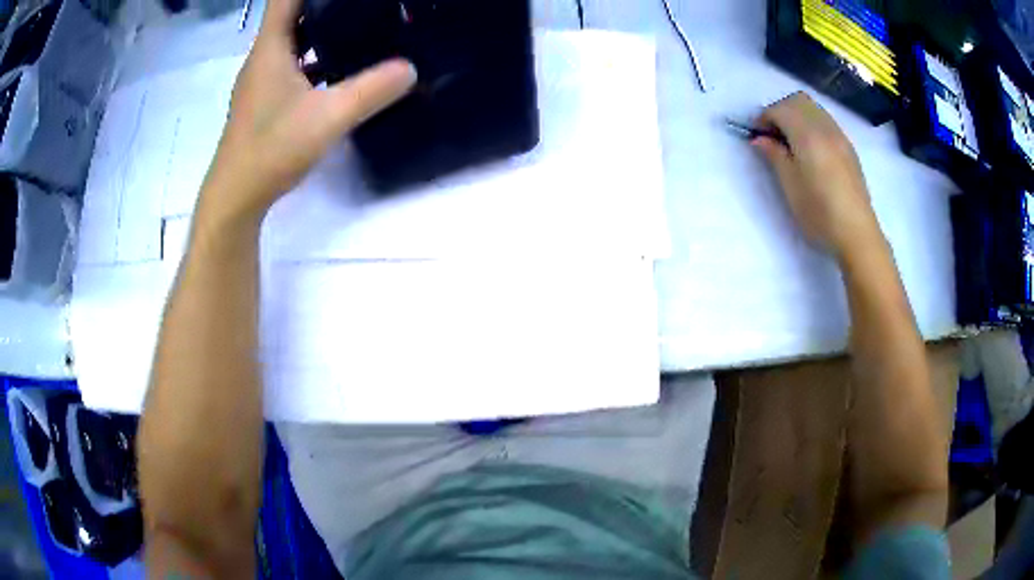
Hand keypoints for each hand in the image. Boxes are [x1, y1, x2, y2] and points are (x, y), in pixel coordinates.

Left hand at [198, 0, 416, 224]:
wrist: (236, 196)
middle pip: (290, 15)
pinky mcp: (264, 100)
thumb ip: (372, 91)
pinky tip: (339, 69)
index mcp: (271, 48)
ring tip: (357, 25)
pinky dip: (313, 58)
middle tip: (362, 5)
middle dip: (323, 4)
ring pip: (291, 41)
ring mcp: (261, 80)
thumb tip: (411, 69)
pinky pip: (291, 65)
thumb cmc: (272, 149)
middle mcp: (262, 58)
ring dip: (319, 30)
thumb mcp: (329, 117)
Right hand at [752, 92, 882, 260]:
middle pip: (798, 101)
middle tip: (772, 135)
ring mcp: (839, 136)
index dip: (764, 118)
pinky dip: (812, 124)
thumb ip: (774, 156)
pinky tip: (810, 149)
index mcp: (808, 135)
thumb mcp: (790, 187)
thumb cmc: (820, 214)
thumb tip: (759, 139)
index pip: (780, 109)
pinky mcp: (848, 148)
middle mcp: (825, 128)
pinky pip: (826, 121)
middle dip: (780, 110)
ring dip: (797, 116)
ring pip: (813, 108)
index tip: (757, 137)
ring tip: (790, 143)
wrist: (857, 234)